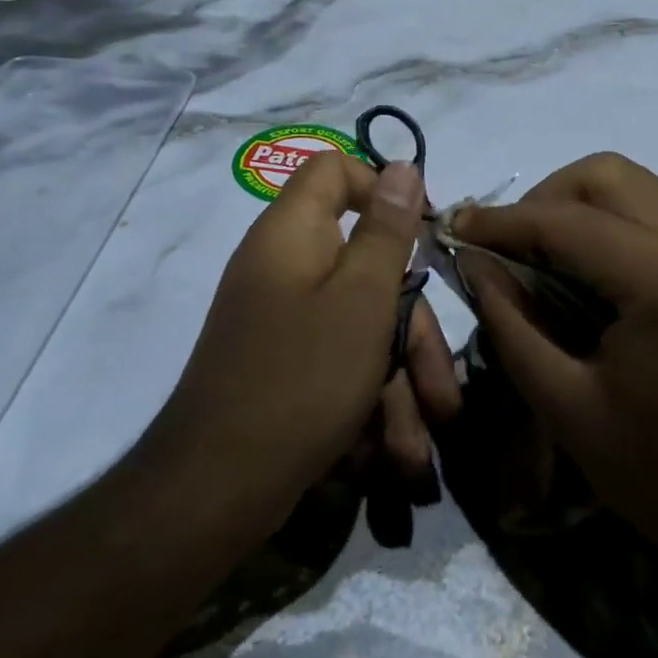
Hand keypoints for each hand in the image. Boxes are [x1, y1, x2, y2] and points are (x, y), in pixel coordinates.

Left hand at [146, 151, 461, 544]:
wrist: (214, 490)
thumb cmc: (301, 379)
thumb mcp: (362, 300)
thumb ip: (387, 230)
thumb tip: (403, 167)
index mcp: (293, 232)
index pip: (335, 170)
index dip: (382, 189)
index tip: (424, 234)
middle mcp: (284, 265)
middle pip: (365, 267)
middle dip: (411, 330)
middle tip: (443, 394)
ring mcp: (282, 317)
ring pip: (360, 323)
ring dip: (397, 382)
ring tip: (416, 450)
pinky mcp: (283, 362)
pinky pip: (338, 359)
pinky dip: (366, 398)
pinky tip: (388, 454)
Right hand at [452, 153, 657, 579]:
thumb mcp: (569, 410)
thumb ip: (512, 325)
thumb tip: (476, 264)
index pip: (564, 220)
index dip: (501, 221)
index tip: (455, 228)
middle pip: (604, 175)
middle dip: (543, 199)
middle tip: (506, 247)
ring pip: (634, 186)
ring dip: (578, 206)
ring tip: (541, 257)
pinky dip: (613, 224)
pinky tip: (592, 272)